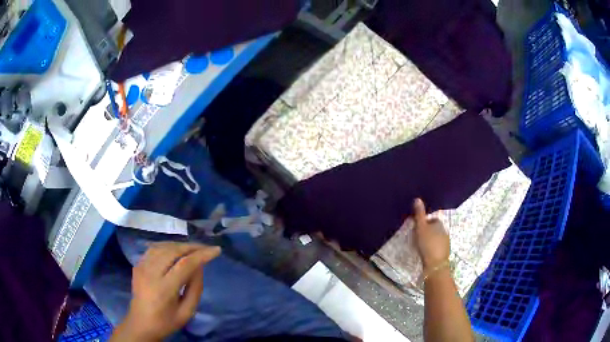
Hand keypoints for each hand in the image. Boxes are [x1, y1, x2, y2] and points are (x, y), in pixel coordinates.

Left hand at [111, 242, 220, 341]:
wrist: (141, 323)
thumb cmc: (167, 321)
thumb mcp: (187, 312)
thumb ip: (195, 289)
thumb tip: (200, 266)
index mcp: (164, 289)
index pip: (185, 265)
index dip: (202, 255)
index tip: (216, 250)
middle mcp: (151, 273)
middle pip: (173, 251)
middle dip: (192, 247)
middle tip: (206, 248)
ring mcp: (141, 266)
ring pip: (163, 246)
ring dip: (180, 245)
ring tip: (193, 248)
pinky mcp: (137, 264)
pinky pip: (154, 249)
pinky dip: (167, 246)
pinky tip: (175, 249)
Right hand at [412, 198, 449, 270]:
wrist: (435, 264)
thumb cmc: (427, 244)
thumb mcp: (420, 228)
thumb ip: (419, 214)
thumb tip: (417, 198)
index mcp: (439, 223)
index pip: (431, 219)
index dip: (424, 223)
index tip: (416, 228)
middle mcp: (444, 231)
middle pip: (434, 229)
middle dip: (427, 231)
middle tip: (417, 237)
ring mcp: (445, 242)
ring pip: (436, 238)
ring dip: (429, 240)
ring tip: (420, 246)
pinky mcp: (444, 252)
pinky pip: (436, 246)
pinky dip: (431, 248)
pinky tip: (426, 253)